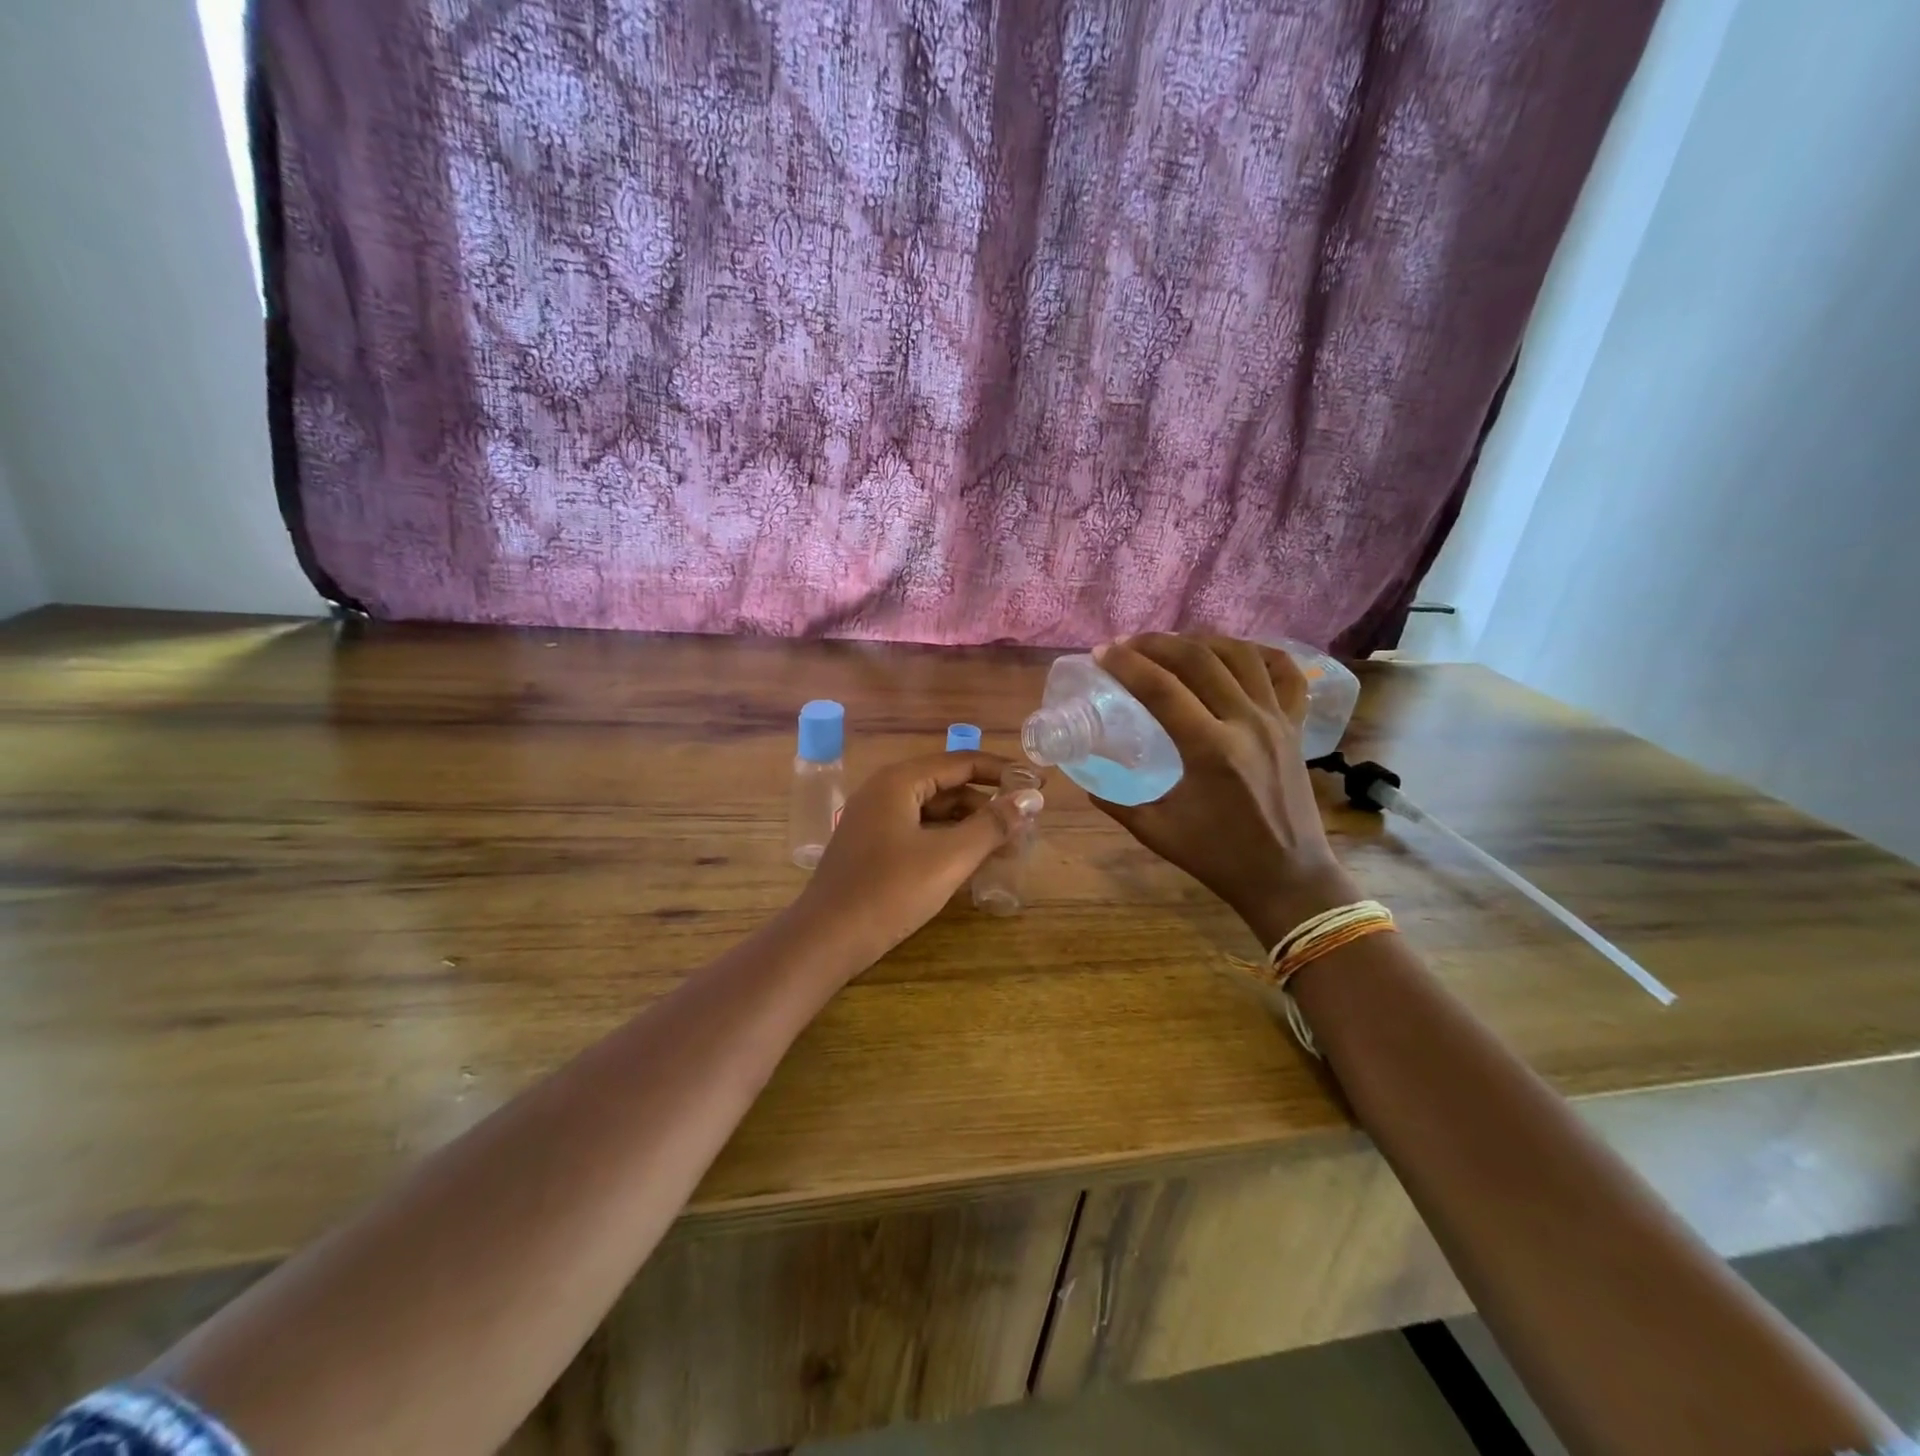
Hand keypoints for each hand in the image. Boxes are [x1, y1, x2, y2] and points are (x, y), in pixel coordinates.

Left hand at [793, 751, 1043, 967]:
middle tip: (1026, 825)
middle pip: (948, 786)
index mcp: (900, 781)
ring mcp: (875, 820)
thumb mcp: (948, 857)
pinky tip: (973, 862)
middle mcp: (885, 791)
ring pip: (934, 812)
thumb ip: (992, 825)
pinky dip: (949, 841)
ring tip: (1009, 848)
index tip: (1039, 785)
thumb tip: (1031, 798)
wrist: (826, 939)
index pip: (962, 762)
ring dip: (971, 826)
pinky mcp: (873, 847)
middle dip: (989, 804)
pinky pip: (920, 832)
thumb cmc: (889, 892)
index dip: (1003, 772)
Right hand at [1089, 633, 1357, 946]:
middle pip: (1199, 660)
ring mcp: (1277, 721)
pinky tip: (1235, 651)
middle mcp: (1246, 723)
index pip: (1161, 689)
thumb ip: (1116, 802)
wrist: (1288, 878)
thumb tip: (1086, 779)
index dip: (1126, 665)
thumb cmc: (1219, 858)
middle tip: (1127, 644)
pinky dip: (1260, 653)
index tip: (1101, 653)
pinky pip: (1286, 674)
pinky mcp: (1295, 727)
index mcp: (1210, 750)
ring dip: (1201, 641)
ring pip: (1241, 656)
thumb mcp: (1156, 831)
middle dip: (1156, 643)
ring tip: (1172, 645)